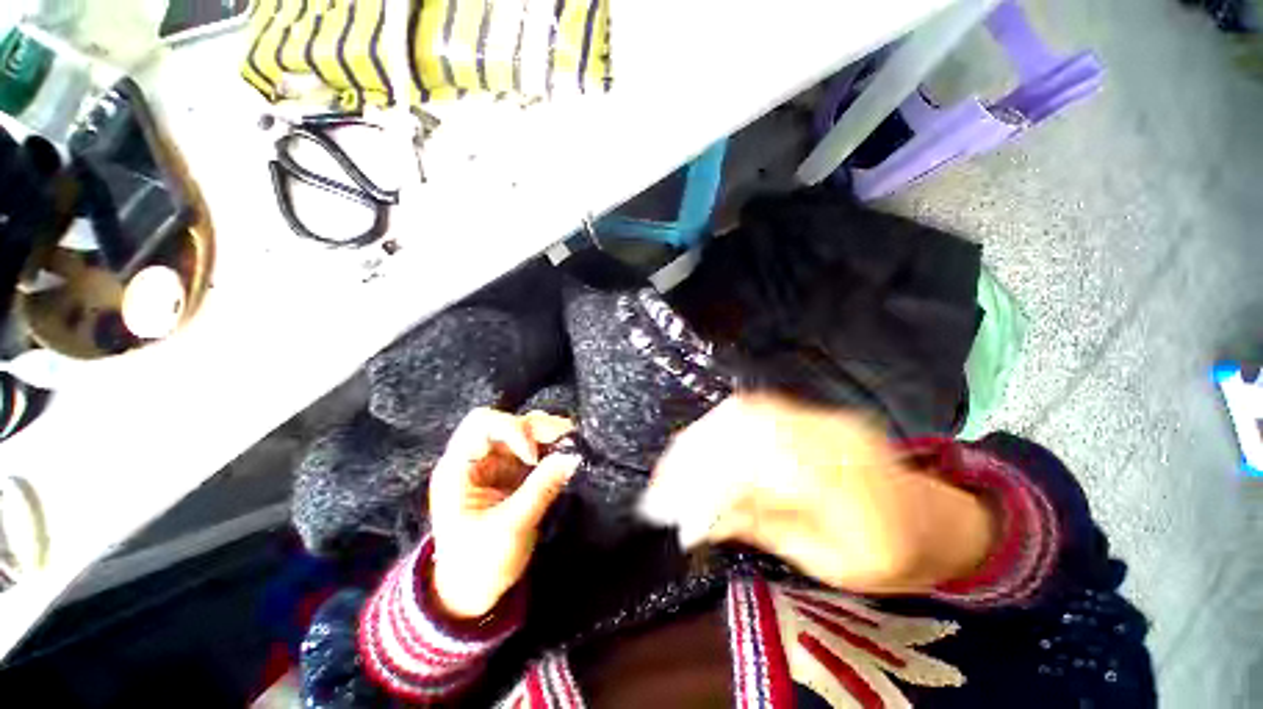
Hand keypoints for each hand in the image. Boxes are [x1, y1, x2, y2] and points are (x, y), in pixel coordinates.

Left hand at [429, 408, 579, 618]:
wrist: (471, 594)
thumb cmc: (479, 564)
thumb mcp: (510, 528)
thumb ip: (541, 489)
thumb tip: (573, 456)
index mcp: (459, 468)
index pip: (481, 424)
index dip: (511, 429)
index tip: (533, 457)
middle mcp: (478, 457)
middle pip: (508, 422)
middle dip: (539, 428)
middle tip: (568, 439)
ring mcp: (497, 463)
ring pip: (526, 431)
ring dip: (550, 434)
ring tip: (573, 443)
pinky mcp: (514, 473)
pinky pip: (537, 449)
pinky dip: (554, 448)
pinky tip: (568, 453)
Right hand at [639, 395, 993, 592]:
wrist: (934, 518)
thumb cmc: (888, 555)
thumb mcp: (828, 563)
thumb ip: (763, 529)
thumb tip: (701, 518)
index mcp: (848, 485)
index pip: (757, 468)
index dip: (706, 482)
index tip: (671, 506)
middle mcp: (832, 436)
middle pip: (747, 429)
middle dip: (695, 453)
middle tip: (661, 482)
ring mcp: (823, 416)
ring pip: (747, 411)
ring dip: (703, 435)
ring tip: (675, 463)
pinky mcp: (813, 412)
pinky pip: (758, 407)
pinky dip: (721, 423)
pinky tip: (703, 441)